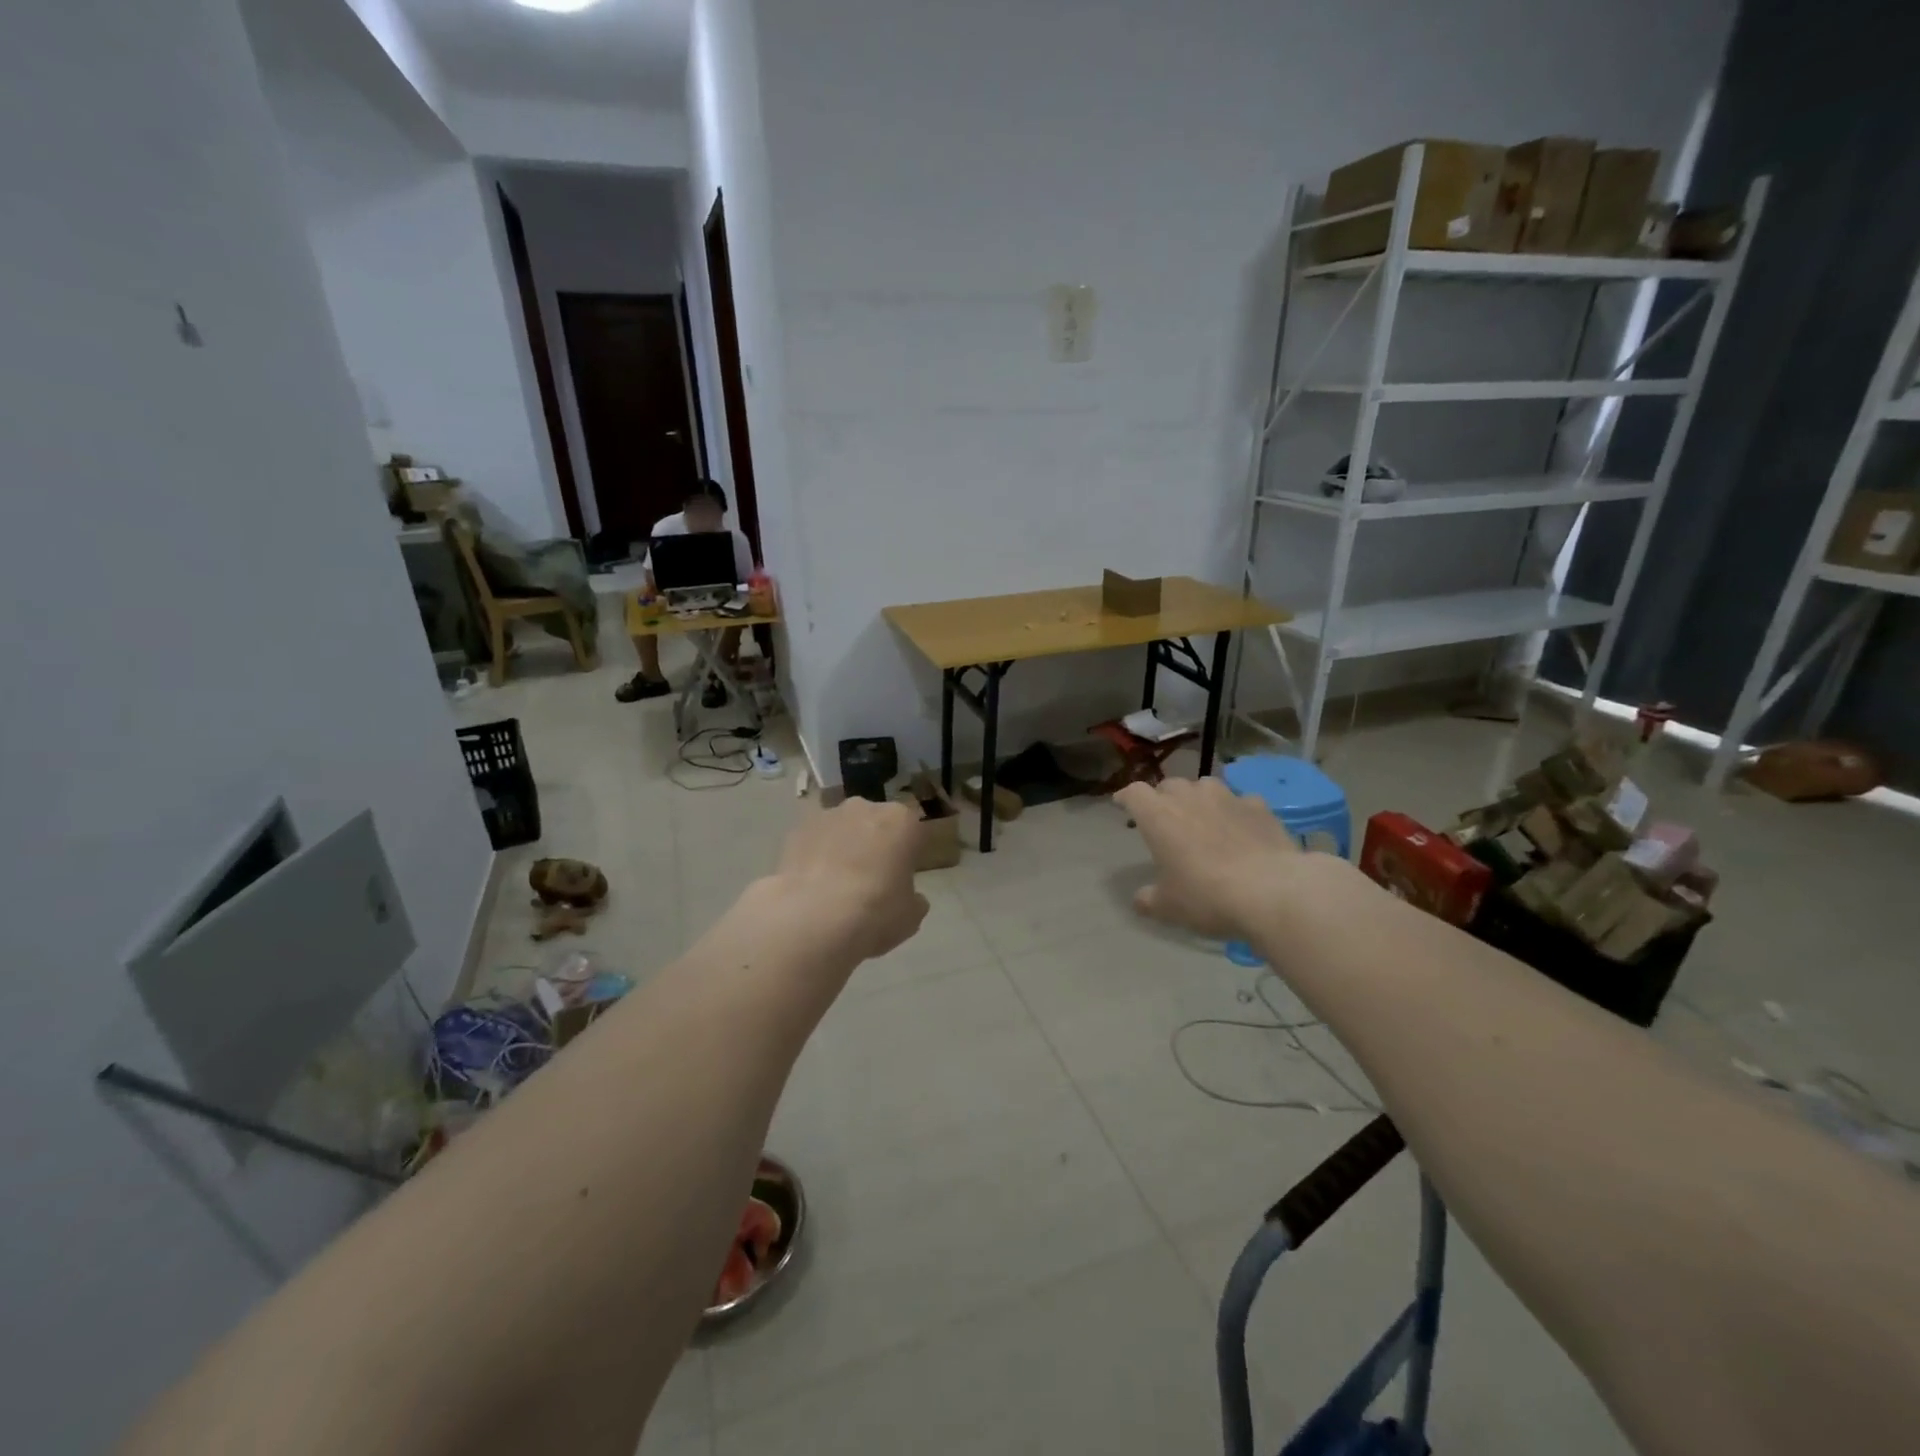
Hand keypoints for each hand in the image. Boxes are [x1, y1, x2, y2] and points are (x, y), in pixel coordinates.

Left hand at [763, 797, 929, 963]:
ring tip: (836, 887)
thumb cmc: (875, 912)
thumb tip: (911, 898)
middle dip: (874, 845)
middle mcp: (865, 807)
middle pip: (875, 823)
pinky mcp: (796, 830)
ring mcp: (827, 815)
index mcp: (902, 821)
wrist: (813, 918)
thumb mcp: (910, 916)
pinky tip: (812, 888)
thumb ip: (913, 899)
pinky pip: (814, 842)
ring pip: (842, 829)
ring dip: (843, 848)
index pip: (913, 832)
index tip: (902, 877)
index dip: (909, 855)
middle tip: (871, 881)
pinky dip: (815, 857)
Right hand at [1115, 777, 1303, 939]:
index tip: (1122, 805)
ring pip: (1204, 785)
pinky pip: (1240, 801)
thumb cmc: (1207, 896)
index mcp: (1158, 816)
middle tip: (1165, 819)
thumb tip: (1140, 899)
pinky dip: (1235, 811)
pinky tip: (1240, 828)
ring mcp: (1227, 797)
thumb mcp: (1169, 907)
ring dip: (1198, 798)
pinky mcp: (1259, 806)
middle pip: (1168, 785)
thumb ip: (1149, 899)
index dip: (1126, 797)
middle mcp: (1189, 797)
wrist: (1272, 891)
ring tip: (1203, 817)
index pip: (1134, 793)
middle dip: (1163, 798)